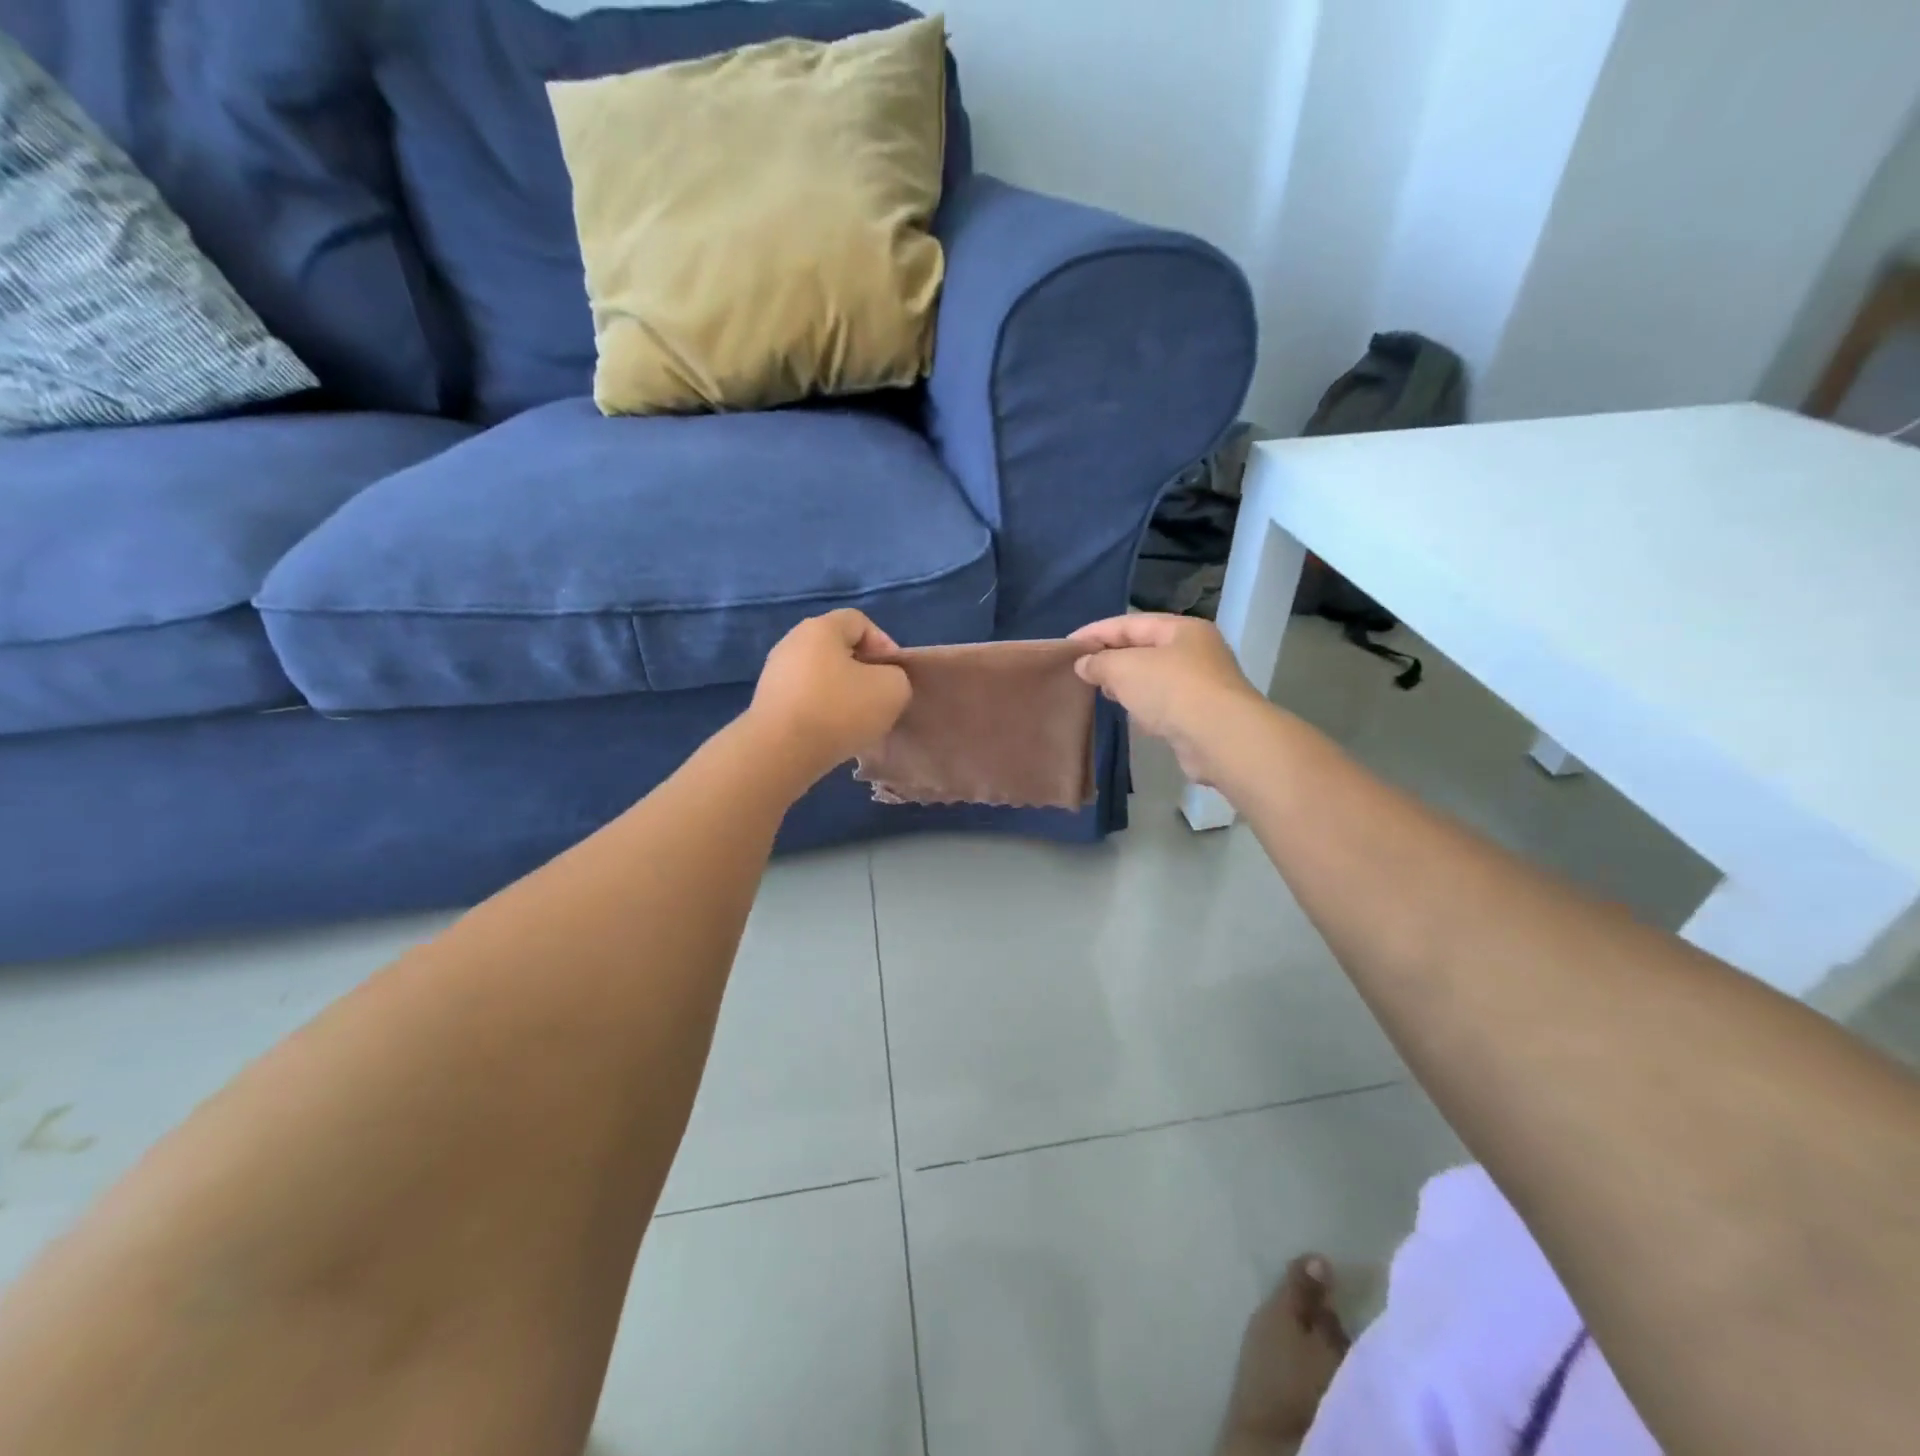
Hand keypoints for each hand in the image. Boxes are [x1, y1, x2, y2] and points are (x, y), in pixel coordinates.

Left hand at [750, 610, 911, 783]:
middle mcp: (792, 643)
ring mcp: (775, 673)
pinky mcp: (767, 703)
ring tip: (858, 721)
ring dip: (843, 694)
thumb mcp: (892, 689)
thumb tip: (881, 682)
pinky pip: (805, 699)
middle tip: (879, 699)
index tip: (894, 675)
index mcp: (820, 628)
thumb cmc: (839, 710)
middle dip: (864, 672)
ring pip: (822, 676)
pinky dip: (822, 711)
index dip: (884, 644)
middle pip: (838, 649)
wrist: (780, 752)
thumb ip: (896, 676)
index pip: (859, 621)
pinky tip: (832, 733)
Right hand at [1069, 614, 1265, 784]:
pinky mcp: (1201, 715)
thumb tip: (1084, 664)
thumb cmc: (1172, 690)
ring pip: (1154, 677)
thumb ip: (1100, 662)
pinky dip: (1144, 705)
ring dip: (1128, 683)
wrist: (1220, 737)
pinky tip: (1131, 715)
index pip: (1131, 623)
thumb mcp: (1125, 668)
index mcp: (1182, 629)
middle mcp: (1196, 651)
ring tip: (1101, 692)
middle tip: (1082, 670)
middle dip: (1112, 658)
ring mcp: (1202, 684)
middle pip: (1144, 648)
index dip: (1096, 632)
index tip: (1068, 645)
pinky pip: (1163, 703)